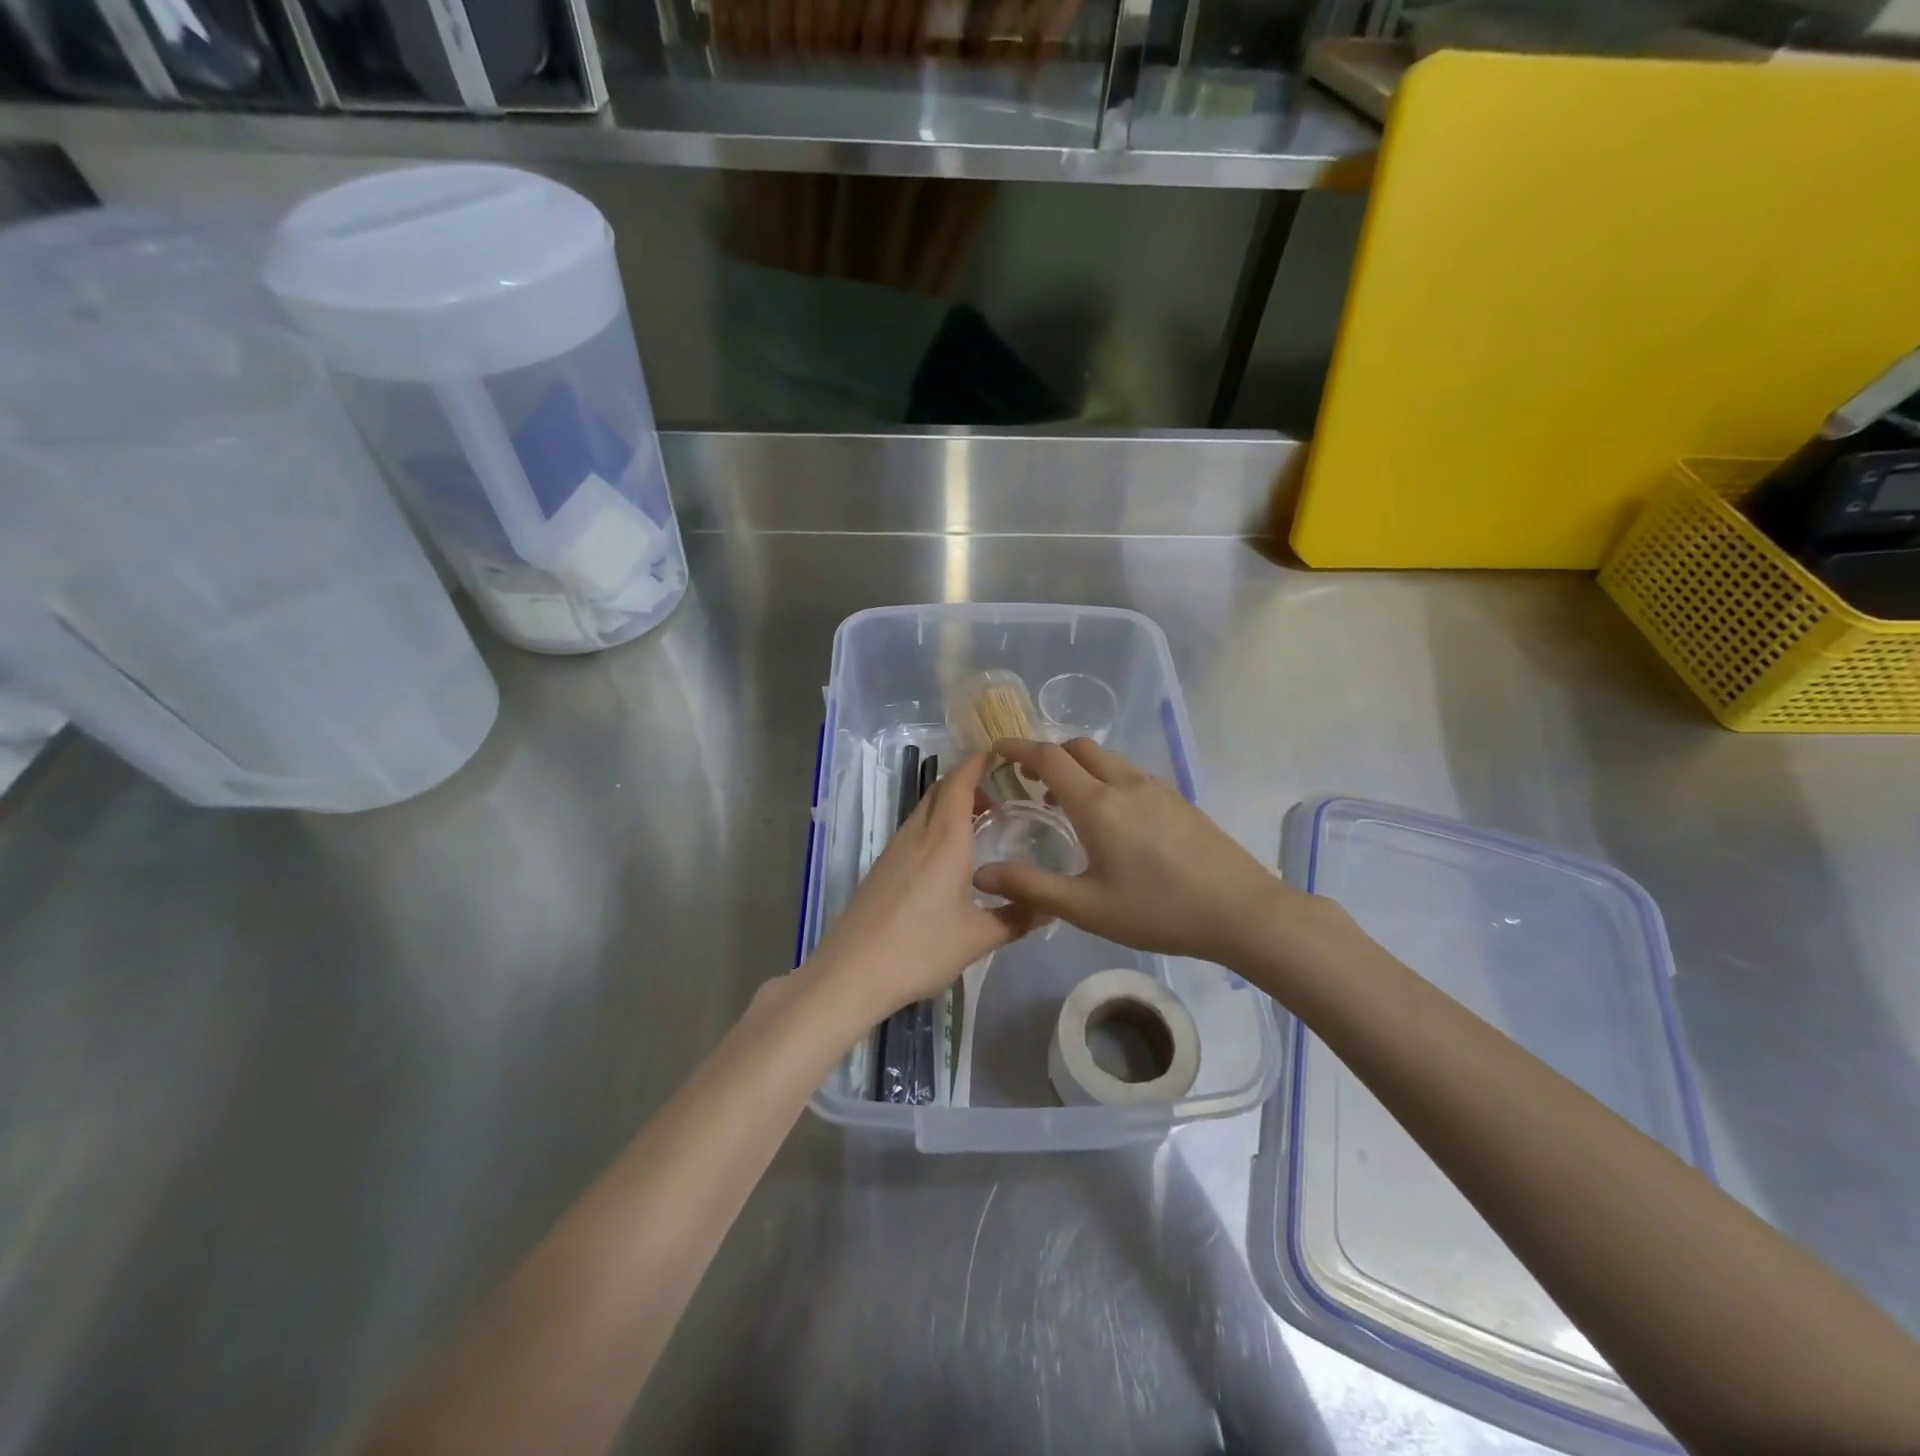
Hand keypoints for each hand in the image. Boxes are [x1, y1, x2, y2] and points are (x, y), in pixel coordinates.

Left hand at [804, 751, 1040, 1025]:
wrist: (852, 972)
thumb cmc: (921, 948)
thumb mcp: (978, 937)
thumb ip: (1015, 918)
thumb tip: (1047, 907)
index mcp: (945, 839)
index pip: (959, 782)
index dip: (977, 762)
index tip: (999, 756)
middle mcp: (918, 834)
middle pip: (940, 790)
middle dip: (967, 782)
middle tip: (998, 799)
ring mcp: (895, 849)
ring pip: (925, 809)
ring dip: (950, 805)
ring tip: (978, 828)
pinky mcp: (882, 867)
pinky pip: (914, 830)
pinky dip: (935, 826)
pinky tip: (947, 858)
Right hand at [972, 737, 1320, 965]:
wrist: (1242, 911)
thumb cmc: (1158, 910)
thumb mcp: (1087, 908)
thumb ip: (1031, 888)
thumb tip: (981, 874)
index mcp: (1097, 804)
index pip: (1049, 757)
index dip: (1019, 748)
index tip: (997, 748)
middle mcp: (1125, 784)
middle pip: (1079, 747)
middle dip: (1049, 753)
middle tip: (1029, 779)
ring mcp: (1157, 788)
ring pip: (1108, 758)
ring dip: (1079, 766)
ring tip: (1066, 801)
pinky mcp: (1179, 800)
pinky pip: (1130, 774)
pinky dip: (1106, 778)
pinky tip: (1111, 818)